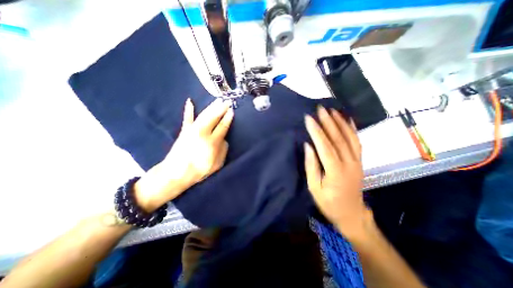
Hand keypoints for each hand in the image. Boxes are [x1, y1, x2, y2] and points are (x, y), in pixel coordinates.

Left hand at [135, 98, 233, 211]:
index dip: (228, 118)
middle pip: (213, 117)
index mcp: (212, 142)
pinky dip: (188, 110)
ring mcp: (192, 131)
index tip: (232, 111)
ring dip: (211, 107)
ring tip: (217, 100)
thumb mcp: (217, 164)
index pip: (222, 127)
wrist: (176, 173)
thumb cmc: (199, 170)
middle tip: (227, 101)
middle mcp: (202, 133)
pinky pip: (187, 118)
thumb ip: (223, 150)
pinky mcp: (184, 131)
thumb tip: (225, 139)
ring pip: (203, 115)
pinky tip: (190, 101)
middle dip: (221, 108)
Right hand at [303, 105, 372, 240]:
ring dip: (340, 122)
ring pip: (349, 137)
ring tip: (332, 110)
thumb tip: (308, 146)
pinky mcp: (360, 161)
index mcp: (335, 171)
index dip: (316, 131)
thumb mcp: (314, 188)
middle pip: (338, 138)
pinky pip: (357, 142)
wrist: (352, 214)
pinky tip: (348, 120)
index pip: (325, 146)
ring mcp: (357, 161)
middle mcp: (349, 163)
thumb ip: (311, 166)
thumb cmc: (329, 203)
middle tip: (320, 109)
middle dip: (328, 122)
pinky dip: (352, 129)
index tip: (309, 118)